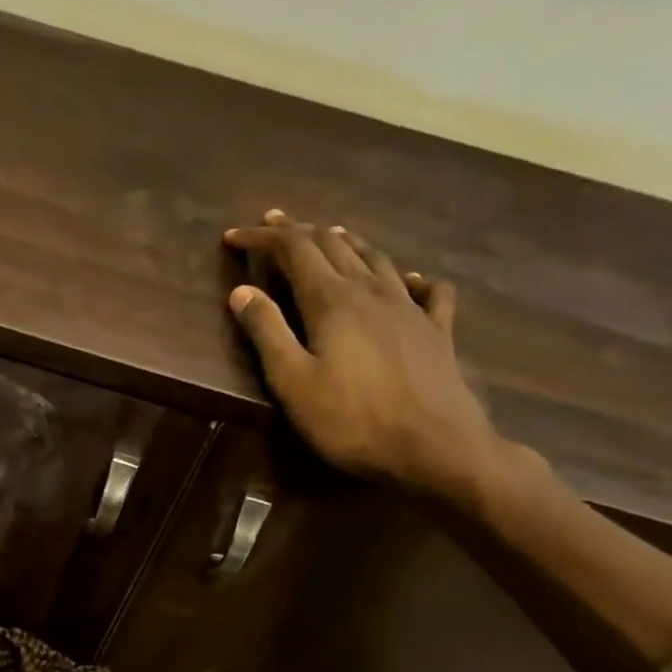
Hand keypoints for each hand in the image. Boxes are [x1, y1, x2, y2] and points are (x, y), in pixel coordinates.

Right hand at [224, 211, 501, 498]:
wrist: (434, 446)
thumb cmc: (351, 420)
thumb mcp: (293, 382)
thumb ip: (267, 333)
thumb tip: (241, 291)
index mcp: (332, 300)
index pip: (293, 251)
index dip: (263, 238)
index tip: (234, 236)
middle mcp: (372, 290)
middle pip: (333, 245)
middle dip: (299, 231)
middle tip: (274, 224)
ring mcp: (410, 307)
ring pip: (376, 258)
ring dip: (347, 242)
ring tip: (330, 235)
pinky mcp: (437, 330)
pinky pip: (428, 289)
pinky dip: (409, 277)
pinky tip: (408, 279)